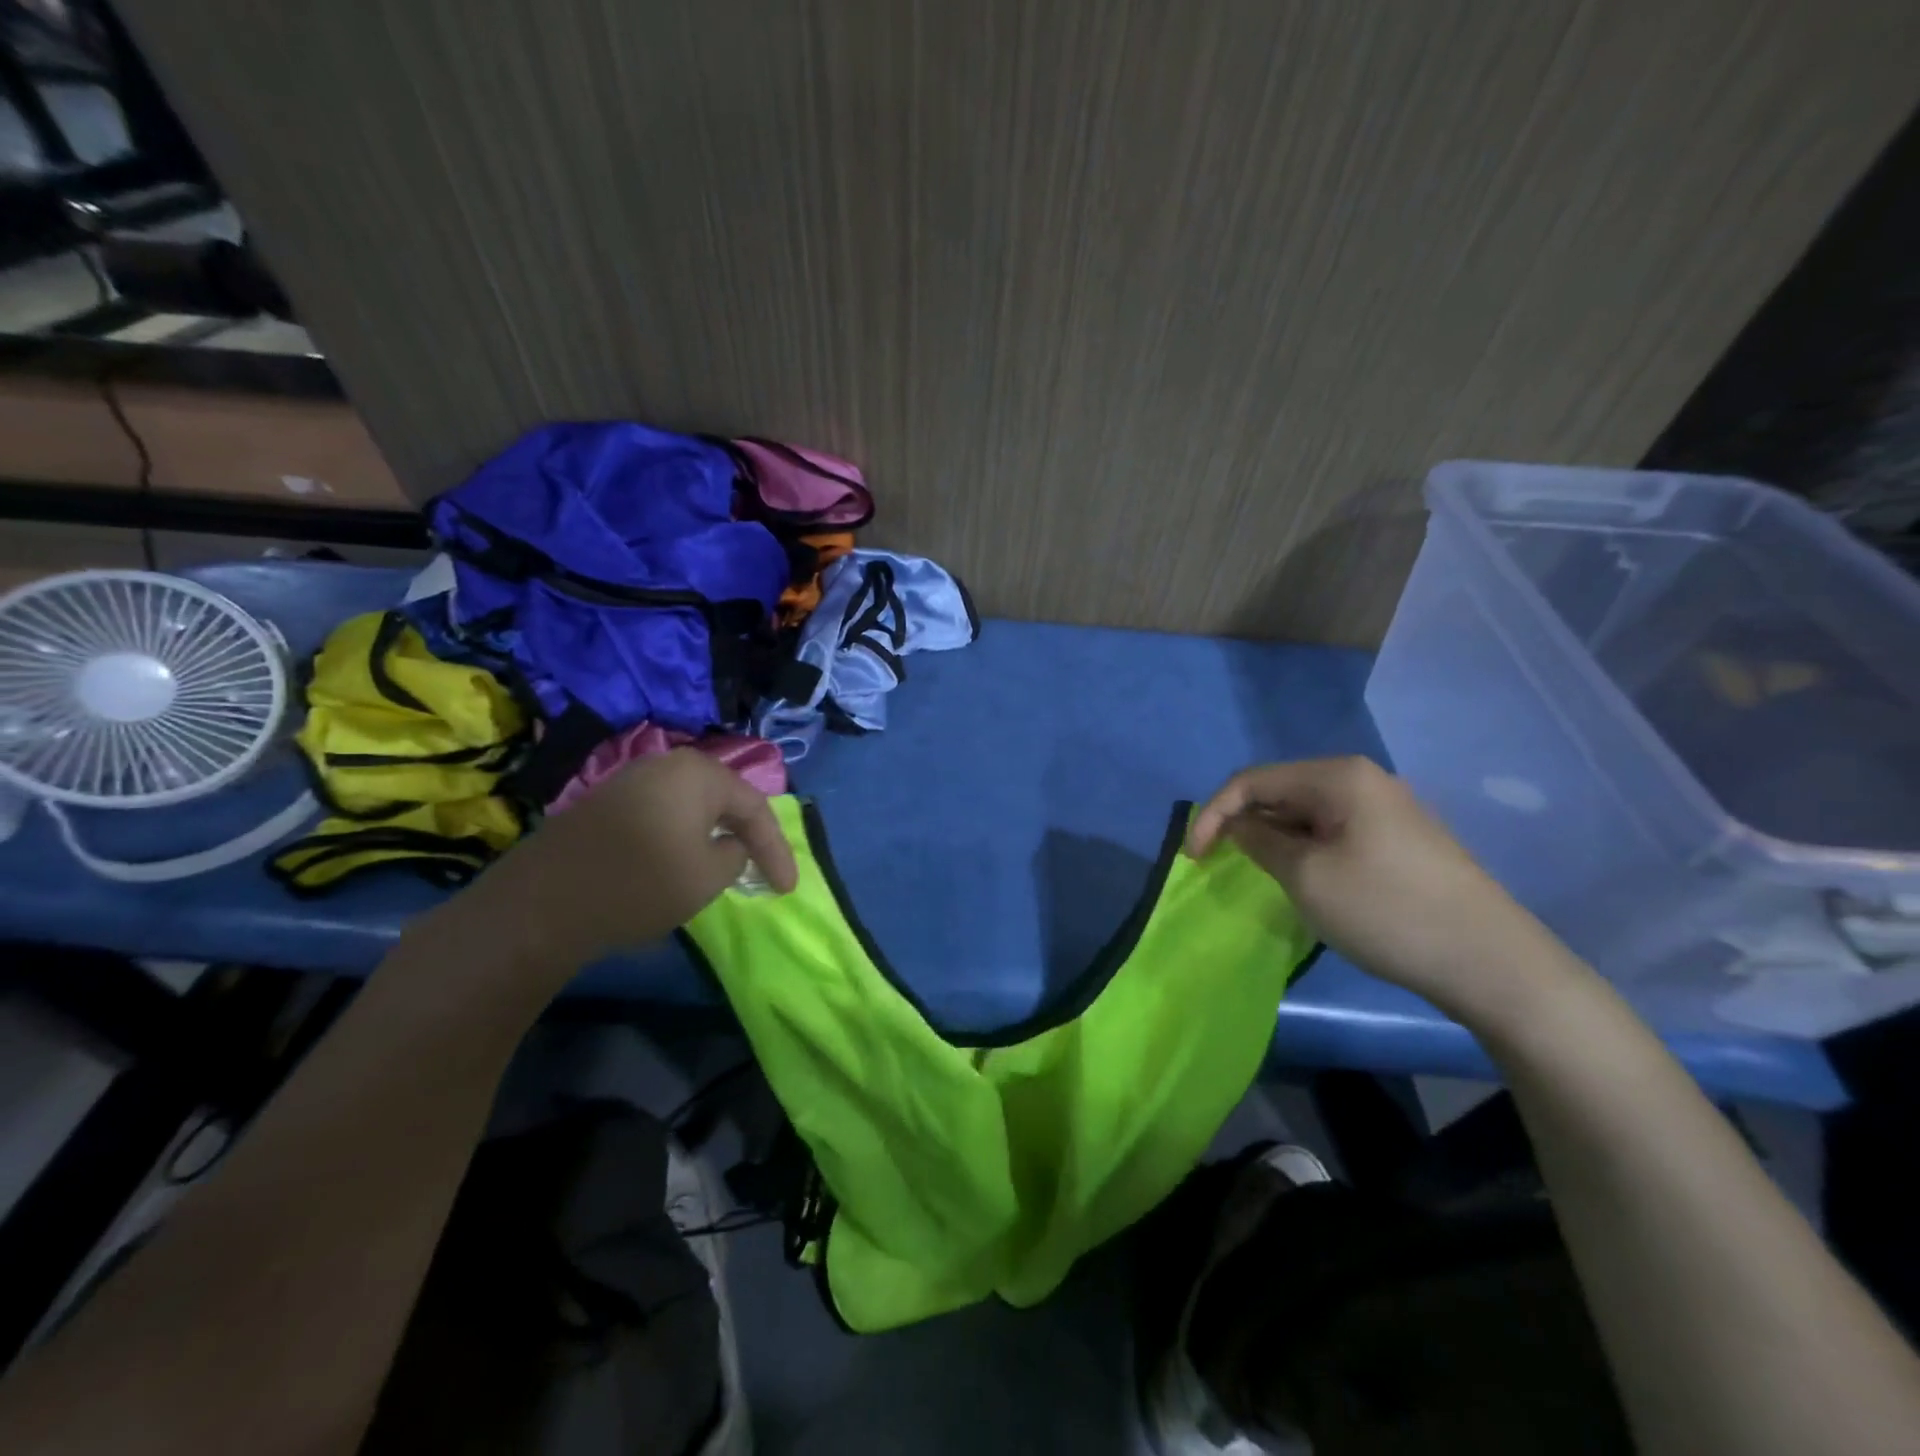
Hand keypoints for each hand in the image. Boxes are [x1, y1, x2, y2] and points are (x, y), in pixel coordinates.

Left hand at [446, 749, 796, 975]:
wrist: (543, 903)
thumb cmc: (641, 884)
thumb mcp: (708, 876)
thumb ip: (736, 855)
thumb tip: (729, 844)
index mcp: (699, 773)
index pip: (754, 808)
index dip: (777, 850)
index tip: (788, 889)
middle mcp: (667, 764)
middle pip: (723, 799)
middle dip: (747, 835)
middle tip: (763, 870)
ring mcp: (631, 780)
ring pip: (691, 805)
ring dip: (714, 835)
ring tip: (729, 866)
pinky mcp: (606, 803)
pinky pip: (663, 813)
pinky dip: (683, 836)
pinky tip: (683, 859)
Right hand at [1188, 757, 1576, 1019]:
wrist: (1492, 962)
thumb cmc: (1387, 911)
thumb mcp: (1306, 876)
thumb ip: (1260, 841)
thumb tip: (1239, 825)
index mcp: (1338, 776)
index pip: (1252, 781)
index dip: (1214, 814)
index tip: (1193, 857)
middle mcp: (1363, 780)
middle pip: (1281, 791)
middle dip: (1245, 824)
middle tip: (1223, 864)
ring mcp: (1387, 808)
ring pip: (1307, 813)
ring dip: (1276, 838)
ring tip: (1263, 874)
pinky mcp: (1401, 838)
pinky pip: (1335, 830)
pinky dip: (1306, 848)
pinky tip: (1308, 879)